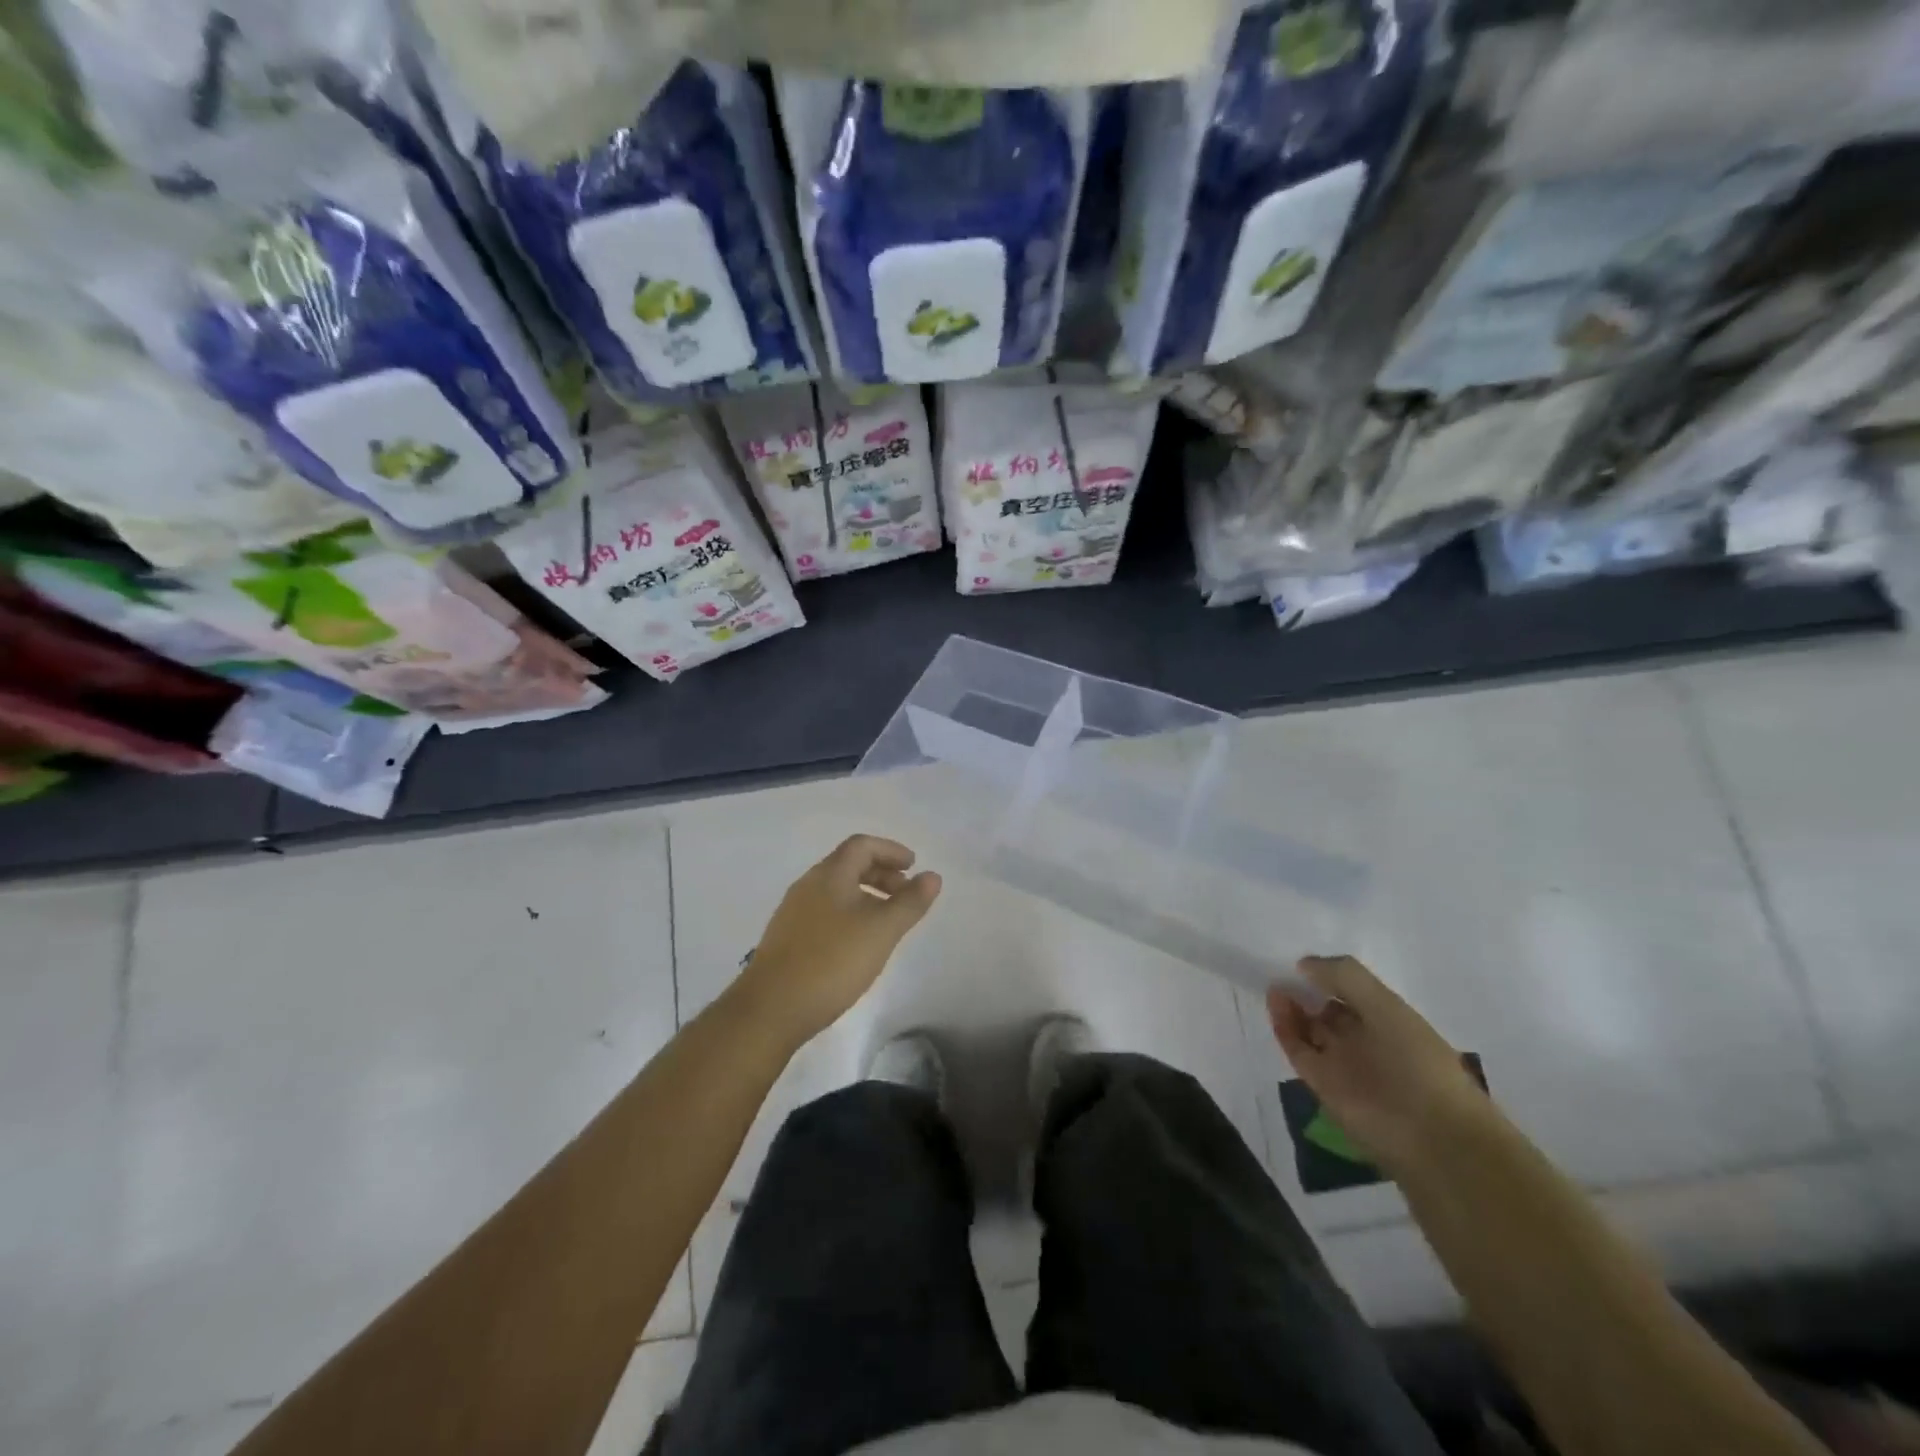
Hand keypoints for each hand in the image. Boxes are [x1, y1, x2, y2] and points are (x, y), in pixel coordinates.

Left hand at [734, 835, 941, 1046]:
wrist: (771, 1009)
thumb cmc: (832, 962)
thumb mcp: (881, 931)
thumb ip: (910, 902)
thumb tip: (932, 876)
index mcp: (829, 875)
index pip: (862, 846)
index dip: (890, 850)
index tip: (913, 866)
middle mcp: (807, 885)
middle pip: (848, 865)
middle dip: (881, 873)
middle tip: (906, 894)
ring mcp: (793, 912)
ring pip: (836, 890)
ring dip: (866, 895)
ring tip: (887, 921)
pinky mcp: (787, 938)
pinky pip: (825, 911)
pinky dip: (849, 913)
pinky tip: (858, 943)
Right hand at [1267, 955, 1492, 1174]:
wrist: (1430, 1135)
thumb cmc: (1417, 1061)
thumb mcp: (1387, 1006)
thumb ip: (1345, 977)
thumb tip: (1303, 964)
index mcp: (1391, 1022)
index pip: (1353, 993)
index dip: (1330, 976)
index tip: (1305, 962)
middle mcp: (1366, 1041)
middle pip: (1328, 1011)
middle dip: (1307, 992)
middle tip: (1283, 973)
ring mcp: (1343, 1064)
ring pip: (1309, 1029)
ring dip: (1291, 1008)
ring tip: (1275, 986)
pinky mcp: (1321, 1084)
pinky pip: (1297, 1049)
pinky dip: (1284, 1027)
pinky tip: (1275, 1003)